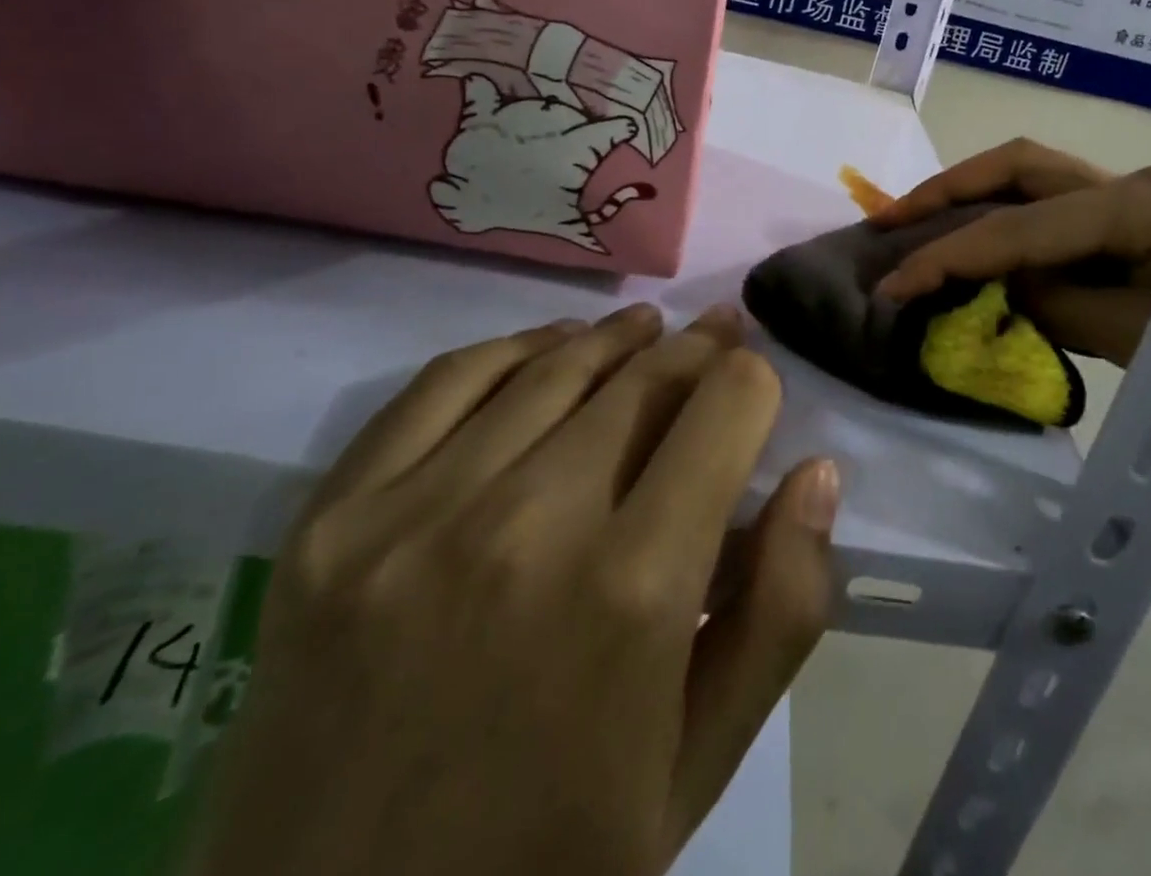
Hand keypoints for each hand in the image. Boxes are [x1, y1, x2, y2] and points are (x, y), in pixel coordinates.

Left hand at [190, 305, 838, 875]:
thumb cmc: (549, 867)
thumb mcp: (701, 763)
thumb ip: (781, 610)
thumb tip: (816, 473)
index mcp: (635, 590)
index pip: (725, 408)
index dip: (753, 381)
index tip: (755, 382)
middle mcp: (530, 525)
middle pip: (644, 376)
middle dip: (698, 347)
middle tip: (716, 332)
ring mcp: (416, 515)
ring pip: (552, 367)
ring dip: (616, 337)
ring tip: (646, 328)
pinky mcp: (334, 521)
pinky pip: (442, 385)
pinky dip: (510, 349)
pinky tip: (547, 348)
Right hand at [872, 139, 1150, 438]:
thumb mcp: (1142, 342)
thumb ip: (1056, 306)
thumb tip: (991, 288)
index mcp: (1137, 204)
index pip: (1019, 229)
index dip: (948, 257)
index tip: (892, 286)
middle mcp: (1129, 183)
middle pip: (1018, 168)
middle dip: (947, 191)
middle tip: (889, 221)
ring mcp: (1132, 198)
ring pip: (1031, 182)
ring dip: (971, 200)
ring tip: (916, 225)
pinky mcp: (1133, 223)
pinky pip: (1052, 213)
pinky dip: (1006, 226)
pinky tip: (979, 248)